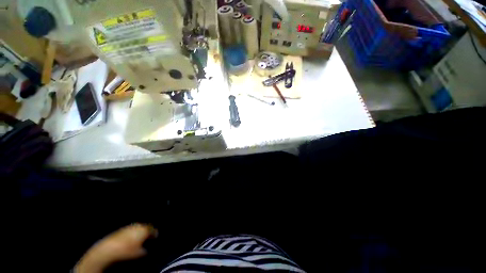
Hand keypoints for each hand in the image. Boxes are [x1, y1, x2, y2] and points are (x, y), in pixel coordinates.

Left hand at [74, 223, 156, 272]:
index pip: (153, 230)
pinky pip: (131, 230)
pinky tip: (130, 239)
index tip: (155, 237)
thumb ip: (145, 250)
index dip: (155, 234)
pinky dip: (133, 233)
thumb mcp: (139, 254)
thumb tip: (147, 249)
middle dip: (147, 231)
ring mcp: (129, 227)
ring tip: (139, 238)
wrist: (108, 249)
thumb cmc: (126, 251)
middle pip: (146, 227)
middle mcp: (138, 226)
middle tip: (148, 237)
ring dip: (140, 232)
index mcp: (144, 230)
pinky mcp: (121, 229)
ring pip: (138, 228)